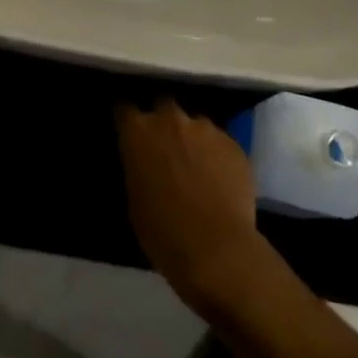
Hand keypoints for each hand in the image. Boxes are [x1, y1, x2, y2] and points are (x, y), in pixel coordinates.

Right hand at [116, 100, 263, 312]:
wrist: (216, 249)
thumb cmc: (163, 231)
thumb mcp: (134, 199)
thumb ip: (137, 167)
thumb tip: (142, 162)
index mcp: (138, 131)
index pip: (124, 110)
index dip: (126, 120)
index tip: (128, 131)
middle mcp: (170, 119)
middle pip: (163, 107)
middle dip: (162, 123)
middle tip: (164, 148)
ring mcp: (206, 129)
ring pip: (195, 125)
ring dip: (192, 138)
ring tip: (197, 165)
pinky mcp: (234, 144)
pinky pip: (220, 143)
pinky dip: (216, 155)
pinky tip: (220, 178)